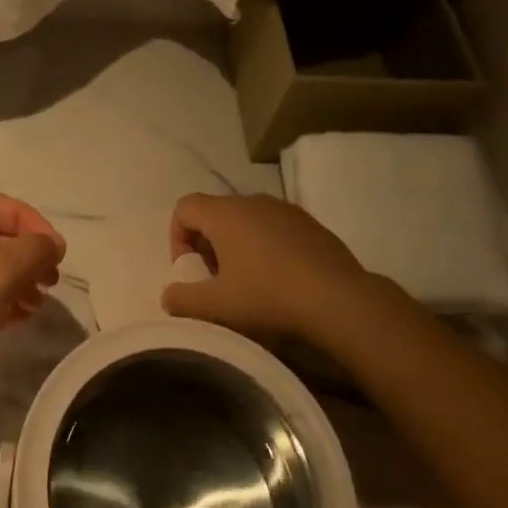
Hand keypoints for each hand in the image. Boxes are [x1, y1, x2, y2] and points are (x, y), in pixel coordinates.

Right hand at [162, 193, 401, 354]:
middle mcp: (252, 200)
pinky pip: (274, 227)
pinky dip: (266, 246)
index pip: (184, 207)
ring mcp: (284, 209)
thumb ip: (181, 299)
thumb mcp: (216, 306)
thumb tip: (168, 295)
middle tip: (217, 280)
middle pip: (215, 213)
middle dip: (208, 244)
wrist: (338, 300)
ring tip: (248, 281)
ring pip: (246, 219)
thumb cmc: (267, 297)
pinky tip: (280, 279)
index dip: (177, 237)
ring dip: (237, 245)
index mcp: (224, 213)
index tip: (191, 270)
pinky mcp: (310, 223)